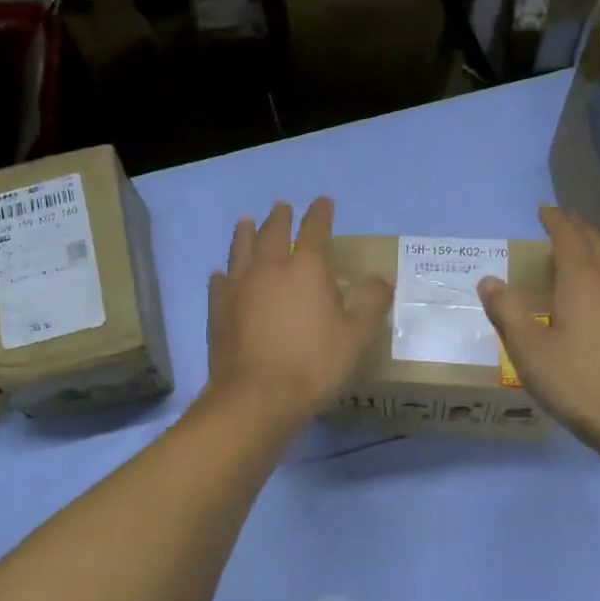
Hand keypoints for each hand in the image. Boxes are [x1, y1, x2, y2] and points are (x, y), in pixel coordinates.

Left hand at [206, 198, 391, 425]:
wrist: (257, 397)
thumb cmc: (314, 365)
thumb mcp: (357, 337)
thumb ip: (370, 302)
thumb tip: (381, 277)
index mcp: (306, 269)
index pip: (315, 230)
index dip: (320, 213)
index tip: (323, 202)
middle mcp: (269, 269)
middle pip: (273, 233)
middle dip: (280, 217)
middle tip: (282, 207)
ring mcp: (238, 288)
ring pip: (241, 250)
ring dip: (245, 233)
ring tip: (246, 221)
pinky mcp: (218, 311)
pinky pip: (219, 283)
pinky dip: (223, 274)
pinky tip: (221, 274)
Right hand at [478, 206, 599, 451]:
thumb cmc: (577, 383)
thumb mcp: (529, 351)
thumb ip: (507, 312)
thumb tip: (488, 280)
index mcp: (584, 281)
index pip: (569, 237)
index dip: (556, 221)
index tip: (544, 211)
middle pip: (599, 243)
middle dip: (579, 229)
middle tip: (562, 224)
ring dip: (599, 248)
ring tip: (583, 251)